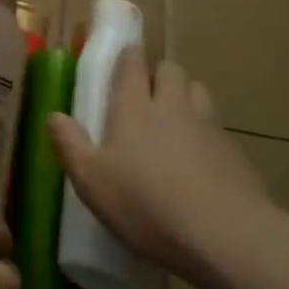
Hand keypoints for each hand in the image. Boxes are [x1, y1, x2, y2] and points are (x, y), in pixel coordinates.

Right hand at [48, 48, 282, 284]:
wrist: (225, 235)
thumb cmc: (145, 204)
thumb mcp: (91, 181)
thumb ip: (69, 144)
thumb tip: (53, 115)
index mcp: (134, 107)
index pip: (132, 65)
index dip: (128, 55)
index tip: (124, 53)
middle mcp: (173, 106)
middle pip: (170, 70)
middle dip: (158, 74)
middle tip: (146, 93)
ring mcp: (209, 126)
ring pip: (198, 91)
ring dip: (186, 96)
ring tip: (175, 119)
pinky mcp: (235, 152)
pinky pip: (217, 127)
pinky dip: (207, 132)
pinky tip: (200, 159)